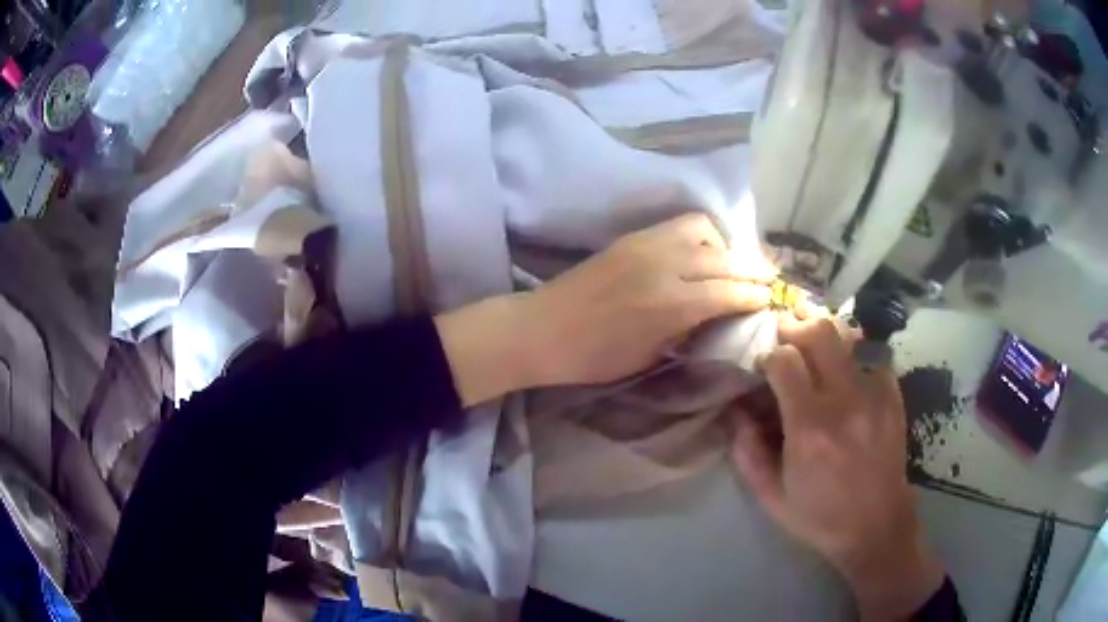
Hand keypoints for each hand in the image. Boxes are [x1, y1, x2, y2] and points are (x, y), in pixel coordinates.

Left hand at [435, 213, 776, 404]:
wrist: (541, 329)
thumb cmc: (594, 356)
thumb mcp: (649, 354)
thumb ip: (688, 328)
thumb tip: (717, 312)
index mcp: (670, 304)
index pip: (729, 292)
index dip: (755, 295)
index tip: (774, 299)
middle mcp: (664, 265)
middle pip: (725, 259)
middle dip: (753, 269)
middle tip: (770, 280)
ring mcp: (647, 244)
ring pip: (704, 231)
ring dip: (726, 247)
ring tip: (732, 266)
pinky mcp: (633, 237)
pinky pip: (680, 226)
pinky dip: (701, 237)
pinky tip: (702, 254)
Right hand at [730, 316, 944, 619]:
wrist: (877, 525)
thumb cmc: (819, 516)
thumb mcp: (771, 497)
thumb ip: (747, 453)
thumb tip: (735, 411)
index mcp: (809, 429)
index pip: (785, 361)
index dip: (768, 355)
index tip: (763, 366)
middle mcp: (844, 402)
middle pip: (820, 333)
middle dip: (796, 327)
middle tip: (786, 337)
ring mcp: (874, 395)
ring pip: (849, 335)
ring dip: (826, 332)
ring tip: (814, 344)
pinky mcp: (893, 396)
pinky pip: (872, 354)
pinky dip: (854, 351)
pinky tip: (846, 366)